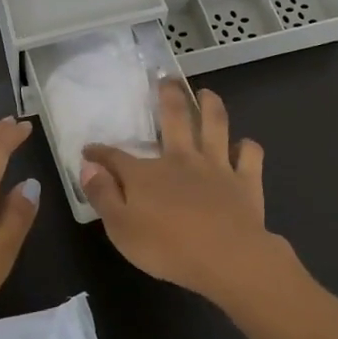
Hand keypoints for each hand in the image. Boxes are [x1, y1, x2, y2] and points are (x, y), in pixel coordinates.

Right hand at [81, 83, 286, 305]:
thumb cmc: (168, 248)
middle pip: (174, 119)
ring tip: (207, 94)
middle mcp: (181, 159)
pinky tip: (244, 146)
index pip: (116, 156)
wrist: (228, 259)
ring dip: (211, 106)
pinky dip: (247, 147)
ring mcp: (216, 166)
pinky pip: (249, 155)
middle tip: (167, 79)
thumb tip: (88, 166)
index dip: (100, 152)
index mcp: (147, 174)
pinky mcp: (245, 181)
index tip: (90, 149)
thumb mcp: (121, 229)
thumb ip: (103, 195)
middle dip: (168, 96)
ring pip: (214, 125)